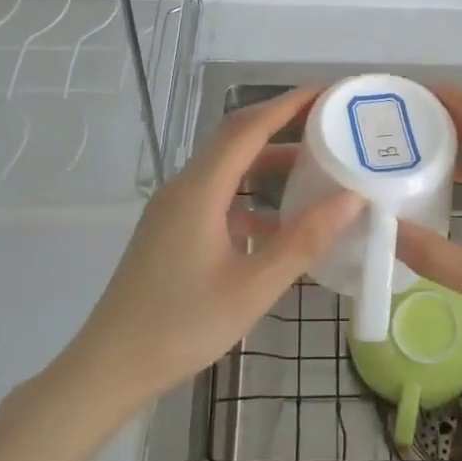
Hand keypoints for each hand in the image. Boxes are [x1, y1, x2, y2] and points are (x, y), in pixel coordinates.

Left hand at [70, 87, 360, 405]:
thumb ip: (304, 240)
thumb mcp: (253, 287)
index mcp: (200, 190)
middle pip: (235, 140)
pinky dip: (250, 199)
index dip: (288, 105)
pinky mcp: (171, 232)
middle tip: (328, 126)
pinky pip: (217, 198)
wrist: (110, 368)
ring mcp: (173, 210)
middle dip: (281, 126)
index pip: (248, 128)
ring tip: (314, 169)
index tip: (327, 92)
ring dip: (267, 164)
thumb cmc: (182, 325)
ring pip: (226, 170)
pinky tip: (278, 226)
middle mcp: (184, 188)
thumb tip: (352, 198)